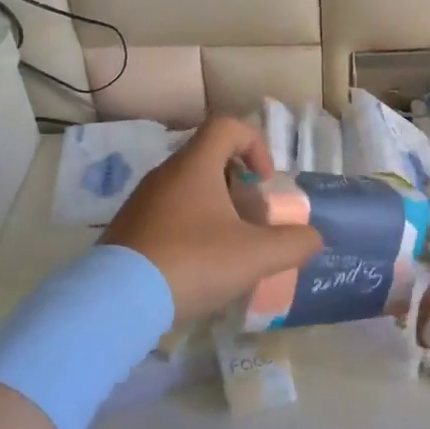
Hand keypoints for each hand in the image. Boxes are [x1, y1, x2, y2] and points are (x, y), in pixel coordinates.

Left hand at [100, 117, 321, 322]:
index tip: (264, 182)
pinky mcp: (126, 230)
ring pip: (187, 190)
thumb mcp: (255, 256)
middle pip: (208, 160)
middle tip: (251, 220)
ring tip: (229, 248)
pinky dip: (190, 228)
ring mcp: (141, 202)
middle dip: (238, 185)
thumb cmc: (192, 263)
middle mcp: (164, 175)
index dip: (255, 145)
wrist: (117, 301)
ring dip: (215, 209)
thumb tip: (312, 237)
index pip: (227, 127)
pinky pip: (167, 215)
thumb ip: (293, 244)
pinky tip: (197, 266)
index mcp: (194, 167)